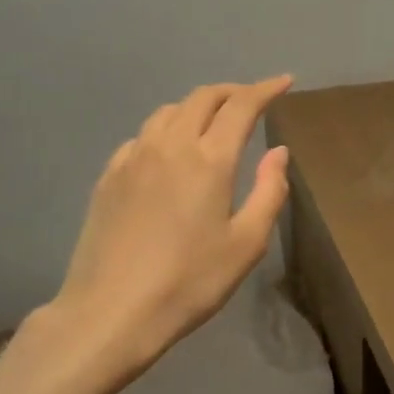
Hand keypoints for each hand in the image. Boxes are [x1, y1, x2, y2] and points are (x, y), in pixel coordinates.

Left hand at [52, 76, 294, 380]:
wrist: (112, 310)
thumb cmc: (190, 282)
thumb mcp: (246, 244)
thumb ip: (269, 191)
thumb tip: (278, 151)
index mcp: (209, 159)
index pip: (241, 105)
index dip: (266, 89)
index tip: (285, 82)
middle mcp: (170, 145)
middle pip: (203, 98)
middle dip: (232, 92)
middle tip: (253, 101)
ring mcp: (133, 157)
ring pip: (169, 111)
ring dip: (198, 107)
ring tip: (213, 123)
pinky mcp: (109, 176)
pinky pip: (143, 136)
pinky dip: (167, 130)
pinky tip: (170, 154)